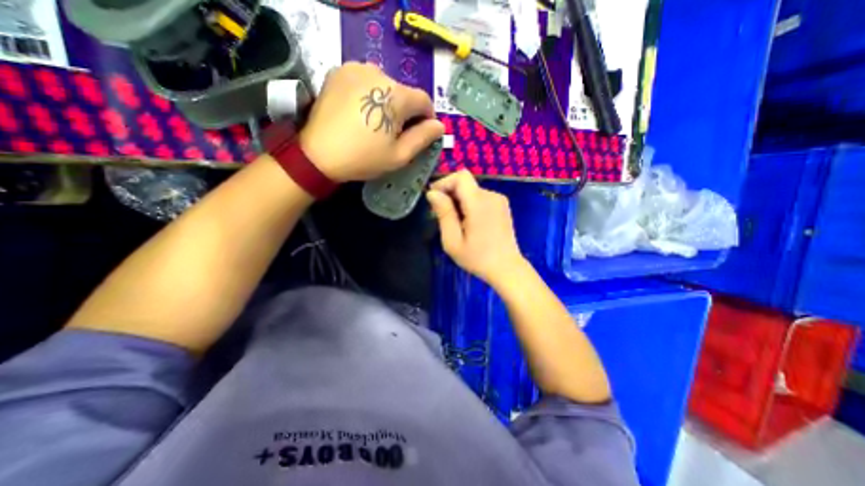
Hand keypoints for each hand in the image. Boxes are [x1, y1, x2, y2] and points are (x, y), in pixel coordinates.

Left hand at [300, 61, 444, 181]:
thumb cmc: (364, 158)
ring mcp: (356, 68)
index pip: (424, 100)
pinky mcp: (339, 71)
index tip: (420, 133)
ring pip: (385, 85)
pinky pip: (365, 80)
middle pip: (404, 93)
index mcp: (396, 95)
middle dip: (405, 112)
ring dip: (387, 102)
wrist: (318, 154)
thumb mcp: (399, 155)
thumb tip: (439, 125)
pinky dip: (369, 94)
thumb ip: (423, 138)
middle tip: (394, 133)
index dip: (426, 118)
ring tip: (375, 122)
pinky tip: (360, 111)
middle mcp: (378, 72)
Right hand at [424, 170, 525, 286]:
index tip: (434, 198)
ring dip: (459, 201)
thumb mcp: (453, 241)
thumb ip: (444, 213)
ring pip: (471, 190)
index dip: (444, 182)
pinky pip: (480, 197)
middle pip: (465, 183)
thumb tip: (432, 193)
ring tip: (455, 222)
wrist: (506, 268)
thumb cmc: (477, 258)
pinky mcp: (502, 206)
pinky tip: (469, 222)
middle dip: (449, 194)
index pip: (460, 176)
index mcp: (479, 203)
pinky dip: (470, 204)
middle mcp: (491, 196)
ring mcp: (499, 200)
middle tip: (441, 215)